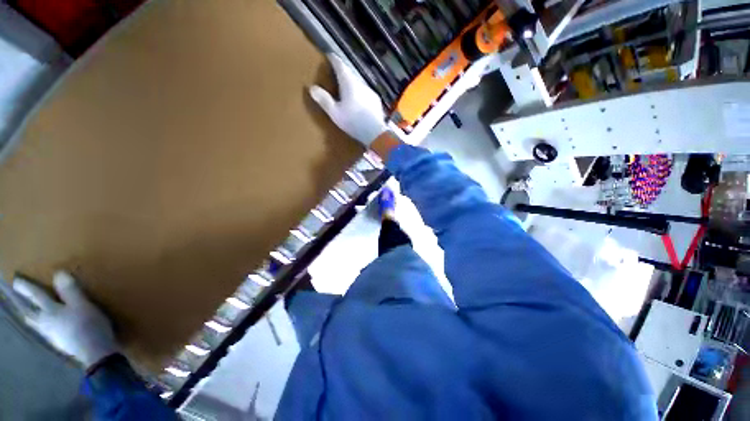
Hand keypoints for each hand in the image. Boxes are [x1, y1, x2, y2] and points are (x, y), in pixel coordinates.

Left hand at [13, 271, 118, 368]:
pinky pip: (45, 332)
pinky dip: (42, 327)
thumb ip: (71, 291)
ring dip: (32, 318)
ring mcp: (52, 335)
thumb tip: (58, 273)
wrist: (95, 352)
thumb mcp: (83, 305)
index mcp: (51, 311)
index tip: (16, 280)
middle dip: (25, 307)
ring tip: (29, 315)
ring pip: (36, 325)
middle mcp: (46, 323)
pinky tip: (47, 329)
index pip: (37, 296)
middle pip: (31, 314)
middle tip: (18, 301)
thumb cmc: (88, 324)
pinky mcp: (60, 343)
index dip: (27, 288)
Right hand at [309, 53, 387, 146]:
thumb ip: (324, 100)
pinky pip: (365, 93)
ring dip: (352, 84)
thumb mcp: (335, 113)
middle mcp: (360, 83)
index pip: (340, 65)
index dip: (334, 59)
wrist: (375, 133)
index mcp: (349, 83)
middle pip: (350, 74)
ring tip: (346, 90)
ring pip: (358, 84)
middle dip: (342, 73)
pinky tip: (359, 102)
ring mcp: (370, 91)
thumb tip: (312, 88)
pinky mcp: (376, 101)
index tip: (329, 55)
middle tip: (335, 75)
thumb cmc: (353, 122)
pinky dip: (360, 94)